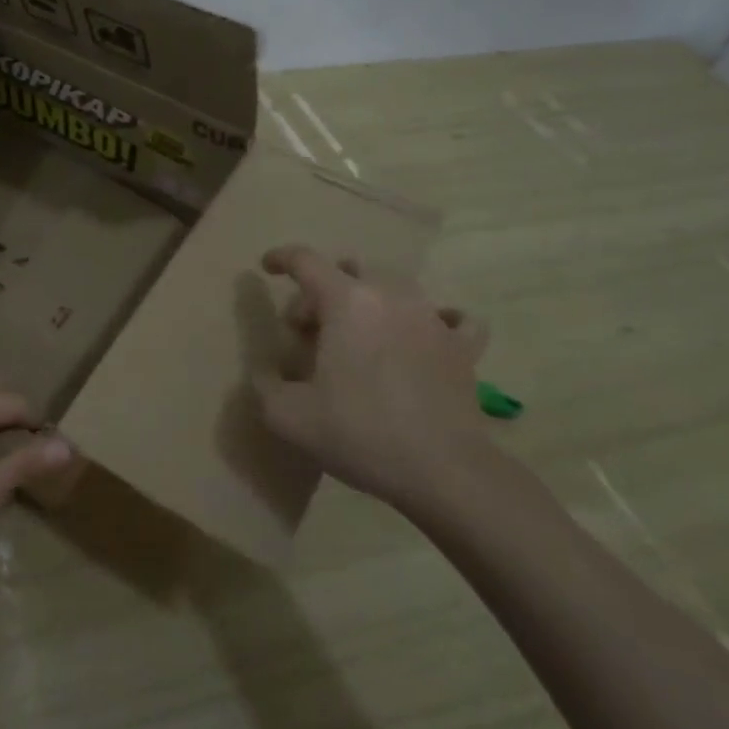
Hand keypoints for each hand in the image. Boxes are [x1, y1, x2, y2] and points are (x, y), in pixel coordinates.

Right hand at [253, 244, 491, 505]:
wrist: (443, 470)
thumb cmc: (359, 433)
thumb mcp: (287, 416)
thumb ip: (265, 385)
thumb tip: (266, 372)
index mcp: (346, 302)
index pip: (306, 261)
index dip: (281, 258)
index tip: (267, 267)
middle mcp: (391, 296)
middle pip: (349, 272)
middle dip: (322, 292)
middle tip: (309, 330)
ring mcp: (432, 319)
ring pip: (395, 288)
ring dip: (369, 302)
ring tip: (358, 337)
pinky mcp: (463, 347)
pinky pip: (452, 317)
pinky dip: (432, 320)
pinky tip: (424, 336)